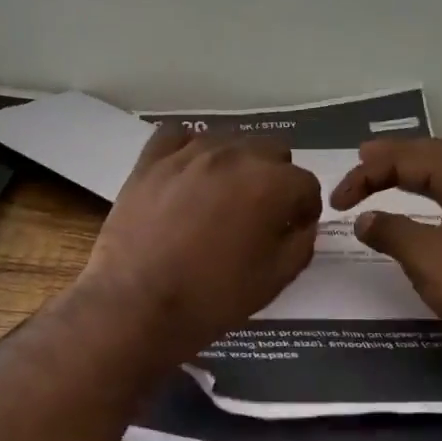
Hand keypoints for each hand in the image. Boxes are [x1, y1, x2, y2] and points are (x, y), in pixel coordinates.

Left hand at [77, 125, 321, 362]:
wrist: (136, 304)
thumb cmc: (211, 298)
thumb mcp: (274, 280)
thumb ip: (300, 244)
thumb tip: (302, 224)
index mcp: (270, 185)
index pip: (305, 183)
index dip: (305, 208)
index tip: (293, 228)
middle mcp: (233, 156)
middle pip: (271, 151)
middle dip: (275, 179)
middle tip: (259, 214)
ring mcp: (188, 153)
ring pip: (228, 141)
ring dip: (236, 164)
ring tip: (222, 196)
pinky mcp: (151, 160)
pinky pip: (178, 136)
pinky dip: (190, 149)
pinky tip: (188, 173)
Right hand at [329, 138, 441, 378]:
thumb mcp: (430, 257)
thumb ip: (393, 232)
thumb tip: (363, 219)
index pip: (415, 158)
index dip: (372, 170)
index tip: (338, 199)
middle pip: (436, 160)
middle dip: (396, 157)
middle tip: (362, 159)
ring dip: (413, 178)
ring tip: (385, 180)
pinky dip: (425, 209)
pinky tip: (417, 224)